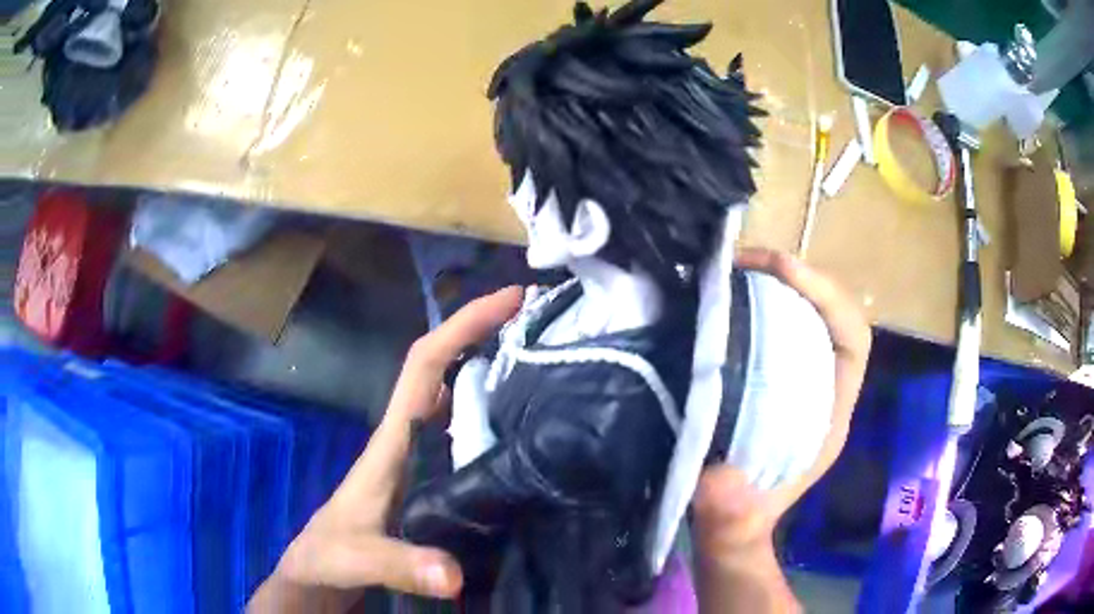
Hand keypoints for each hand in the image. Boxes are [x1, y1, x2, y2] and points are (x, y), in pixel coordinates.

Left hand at [248, 287, 522, 612]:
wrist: (320, 571)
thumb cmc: (328, 553)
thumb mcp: (357, 558)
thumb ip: (399, 564)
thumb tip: (454, 575)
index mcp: (392, 440)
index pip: (425, 366)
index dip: (463, 326)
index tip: (510, 300)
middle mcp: (410, 440)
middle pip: (450, 373)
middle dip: (491, 339)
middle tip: (548, 329)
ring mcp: (422, 461)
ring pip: (462, 405)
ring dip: (498, 378)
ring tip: (552, 370)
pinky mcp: (432, 482)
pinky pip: (468, 440)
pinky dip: (496, 423)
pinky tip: (528, 436)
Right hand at [693, 249, 869, 612]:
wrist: (727, 525)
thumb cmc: (738, 520)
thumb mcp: (732, 519)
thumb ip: (728, 508)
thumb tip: (717, 479)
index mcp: (830, 415)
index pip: (853, 338)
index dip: (826, 297)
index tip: (780, 271)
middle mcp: (823, 386)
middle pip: (832, 312)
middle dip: (798, 278)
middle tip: (746, 261)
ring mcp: (799, 377)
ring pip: (805, 312)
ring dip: (775, 283)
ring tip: (733, 269)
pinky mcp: (771, 374)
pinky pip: (775, 324)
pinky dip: (755, 301)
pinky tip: (724, 296)